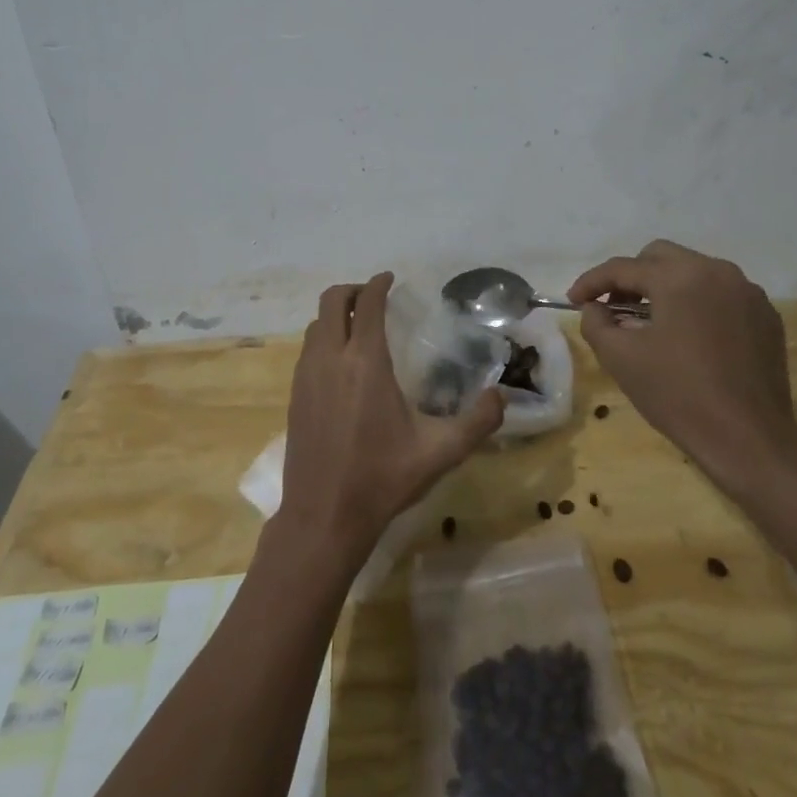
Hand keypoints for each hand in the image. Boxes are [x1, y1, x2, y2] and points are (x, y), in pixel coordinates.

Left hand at [276, 273, 503, 565]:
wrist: (323, 518)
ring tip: (359, 327)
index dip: (378, 285)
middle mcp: (330, 359)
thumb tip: (501, 394)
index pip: (366, 303)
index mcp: (364, 362)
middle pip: (331, 302)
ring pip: (315, 326)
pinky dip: (324, 340)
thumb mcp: (441, 452)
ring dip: (335, 316)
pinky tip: (342, 365)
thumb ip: (478, 421)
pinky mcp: (294, 397)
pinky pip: (307, 351)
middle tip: (374, 298)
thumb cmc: (382, 479)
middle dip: (352, 291)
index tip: (391, 279)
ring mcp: (306, 377)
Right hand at [569, 240, 796, 501]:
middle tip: (613, 308)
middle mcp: (716, 271)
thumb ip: (595, 323)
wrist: (748, 437)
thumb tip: (594, 307)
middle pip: (660, 257)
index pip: (623, 267)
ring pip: (693, 272)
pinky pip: (721, 294)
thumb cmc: (678, 394)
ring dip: (665, 288)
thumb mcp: (620, 358)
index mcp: (678, 277)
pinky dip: (697, 304)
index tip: (574, 299)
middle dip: (631, 278)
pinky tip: (689, 337)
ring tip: (650, 323)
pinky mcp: (766, 315)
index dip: (592, 282)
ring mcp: (747, 291)